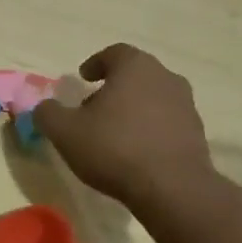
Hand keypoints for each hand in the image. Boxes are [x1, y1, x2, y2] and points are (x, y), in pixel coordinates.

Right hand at [33, 44, 213, 209]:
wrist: (172, 189)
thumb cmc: (114, 148)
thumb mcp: (65, 131)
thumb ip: (48, 114)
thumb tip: (44, 108)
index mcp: (135, 67)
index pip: (114, 53)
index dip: (96, 63)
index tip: (83, 78)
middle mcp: (166, 78)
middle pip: (136, 75)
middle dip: (113, 87)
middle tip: (93, 107)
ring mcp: (186, 106)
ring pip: (153, 98)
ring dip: (133, 109)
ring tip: (113, 133)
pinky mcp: (197, 134)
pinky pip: (166, 122)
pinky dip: (149, 129)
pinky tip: (134, 151)